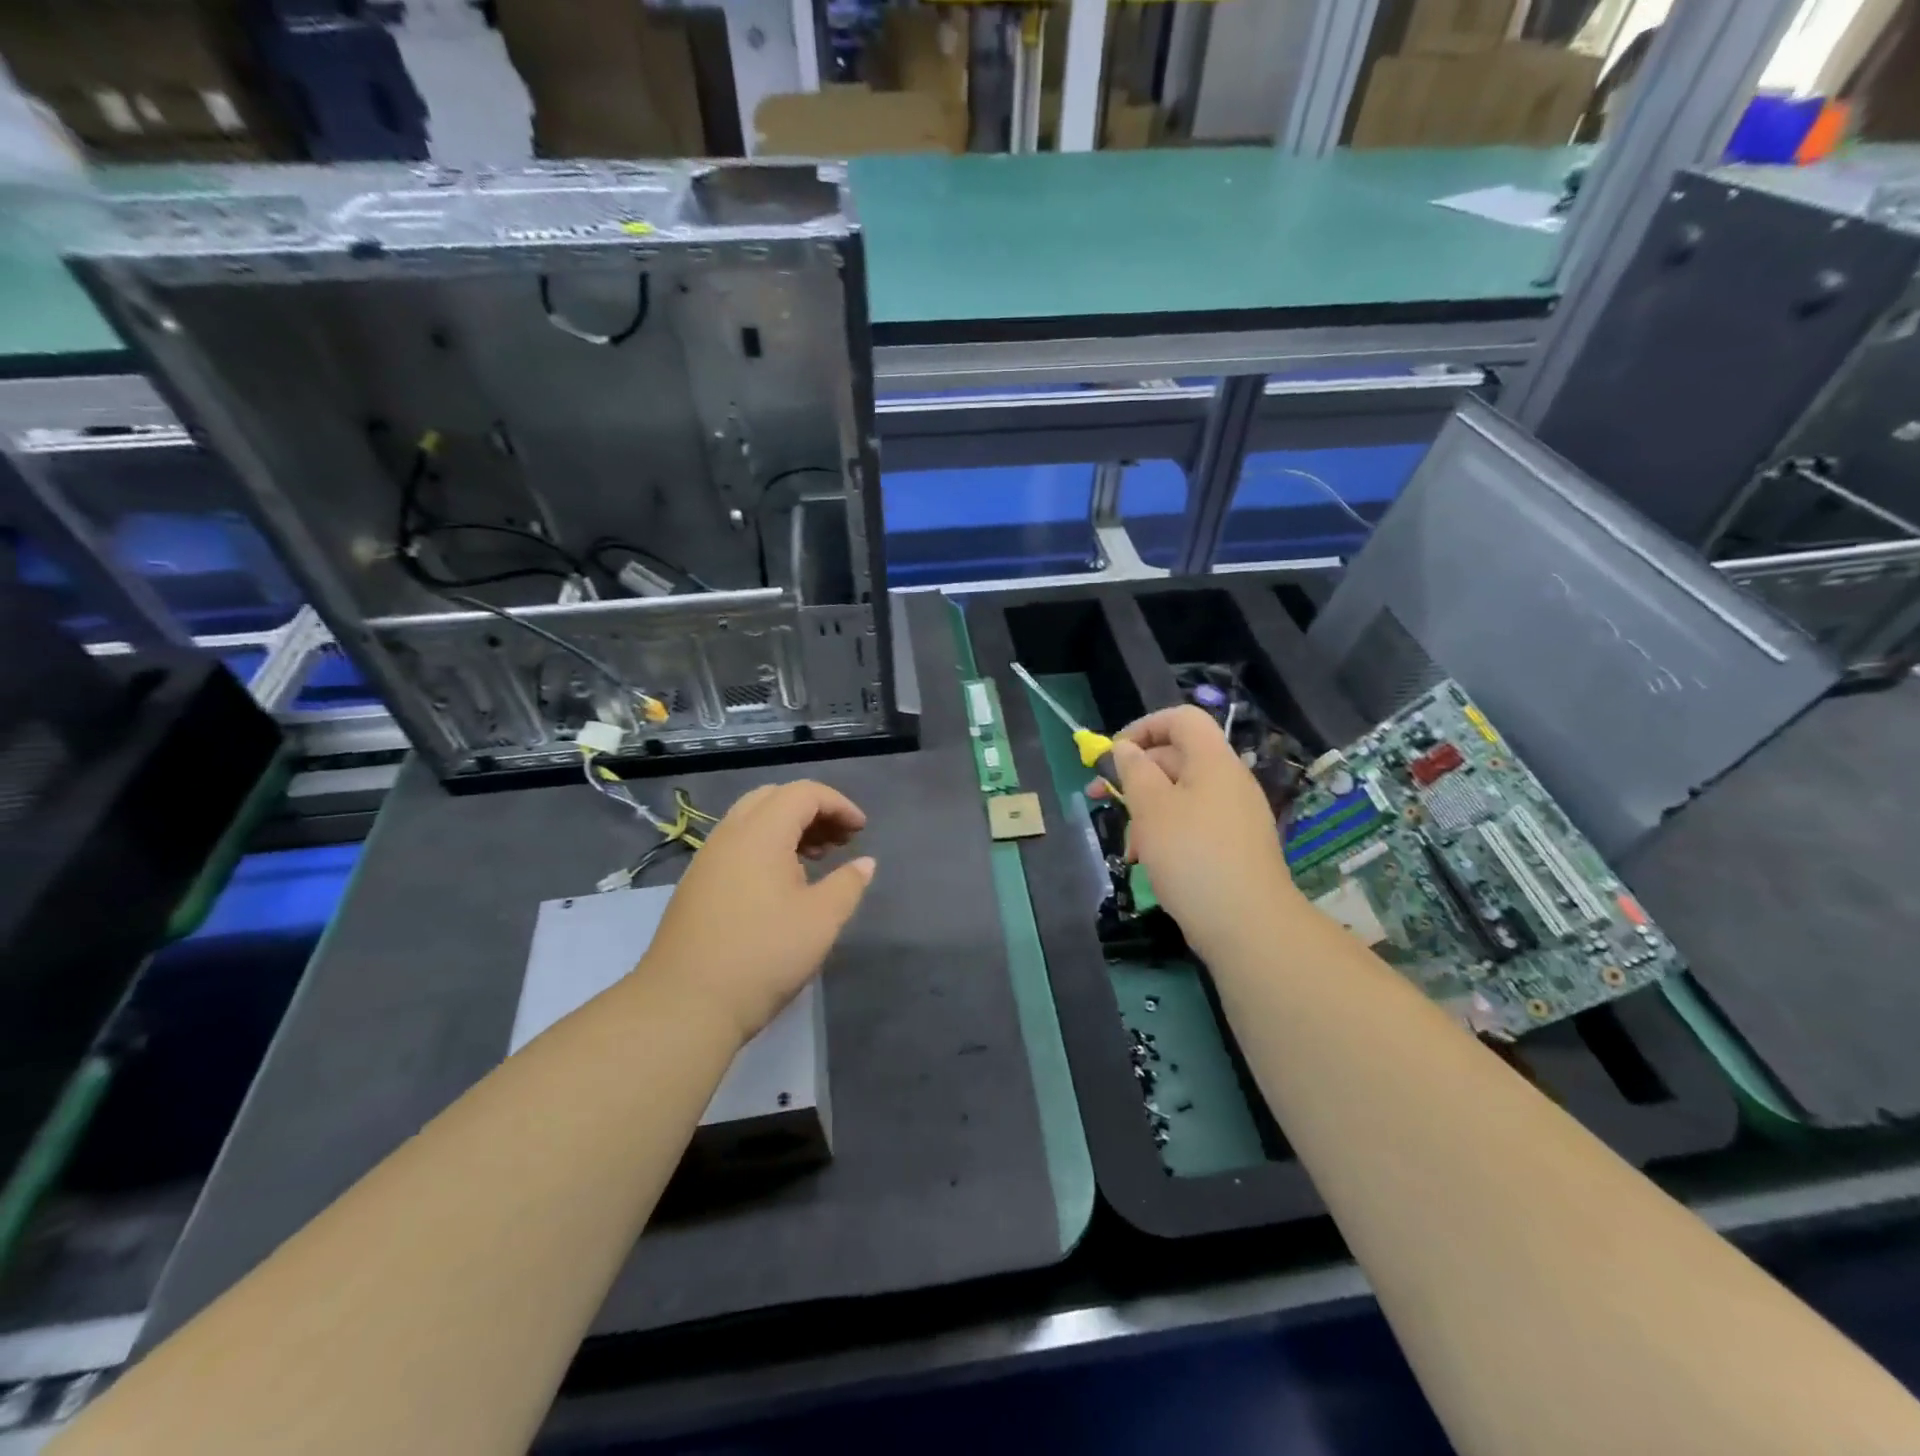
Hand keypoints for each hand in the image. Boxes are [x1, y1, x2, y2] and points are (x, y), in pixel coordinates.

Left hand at [640, 780, 874, 1045]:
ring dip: (789, 828)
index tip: (861, 830)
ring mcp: (707, 860)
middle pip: (774, 798)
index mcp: (760, 833)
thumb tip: (864, 863)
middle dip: (812, 810)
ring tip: (817, 860)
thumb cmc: (762, 955)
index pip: (803, 793)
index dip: (838, 804)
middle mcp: (729, 835)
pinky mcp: (696, 885)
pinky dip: (767, 847)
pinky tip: (783, 884)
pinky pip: (737, 845)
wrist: (685, 1004)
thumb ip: (848, 884)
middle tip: (839, 840)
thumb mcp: (821, 920)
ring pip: (752, 821)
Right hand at [1100, 706, 1300, 961]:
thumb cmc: (1192, 855)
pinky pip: (1194, 824)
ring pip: (1180, 795)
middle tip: (1100, 797)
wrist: (1247, 924)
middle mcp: (1228, 781)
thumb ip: (1134, 771)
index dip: (1144, 727)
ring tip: (1127, 844)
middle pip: (1177, 758)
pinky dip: (1167, 833)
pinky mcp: (1234, 846)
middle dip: (1135, 775)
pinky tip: (1149, 861)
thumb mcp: (1151, 808)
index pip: (1181, 720)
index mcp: (1213, 761)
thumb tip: (1125, 748)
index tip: (1113, 754)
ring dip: (1147, 811)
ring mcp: (1235, 815)